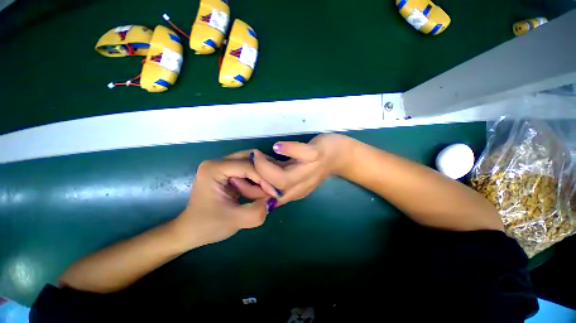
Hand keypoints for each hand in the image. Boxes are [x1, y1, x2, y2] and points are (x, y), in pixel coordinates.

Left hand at [172, 159, 280, 248]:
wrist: (191, 231)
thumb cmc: (207, 226)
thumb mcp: (234, 221)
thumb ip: (257, 211)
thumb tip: (273, 200)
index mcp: (214, 168)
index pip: (248, 166)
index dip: (264, 179)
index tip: (276, 193)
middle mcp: (219, 162)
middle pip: (251, 158)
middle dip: (265, 173)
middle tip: (275, 188)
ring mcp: (223, 166)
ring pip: (252, 163)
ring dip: (261, 177)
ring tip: (265, 193)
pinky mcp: (228, 172)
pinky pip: (249, 170)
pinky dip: (258, 180)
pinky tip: (261, 191)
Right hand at [252, 134, 354, 204]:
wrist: (339, 156)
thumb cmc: (314, 165)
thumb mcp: (294, 174)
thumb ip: (277, 175)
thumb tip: (256, 172)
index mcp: (293, 190)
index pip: (268, 198)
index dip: (250, 192)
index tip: (236, 179)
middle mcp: (300, 185)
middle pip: (276, 191)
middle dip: (256, 180)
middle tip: (247, 164)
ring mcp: (309, 170)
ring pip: (286, 179)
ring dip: (266, 167)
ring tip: (256, 156)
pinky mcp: (317, 155)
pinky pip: (303, 154)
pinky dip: (288, 150)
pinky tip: (277, 147)